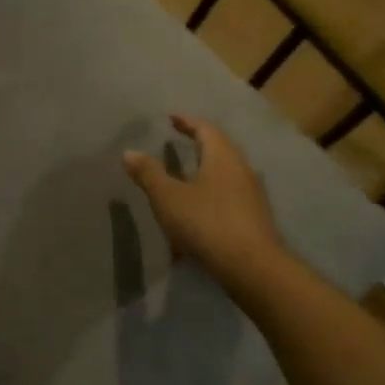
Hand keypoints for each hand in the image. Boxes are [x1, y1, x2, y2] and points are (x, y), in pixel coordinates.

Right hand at [124, 113, 283, 282]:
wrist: (250, 267)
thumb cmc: (206, 223)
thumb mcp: (168, 197)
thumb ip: (149, 174)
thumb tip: (130, 152)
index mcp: (222, 157)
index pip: (206, 129)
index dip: (187, 122)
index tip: (172, 118)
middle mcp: (242, 170)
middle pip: (220, 149)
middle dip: (199, 144)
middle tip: (180, 142)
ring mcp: (251, 195)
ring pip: (226, 173)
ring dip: (205, 170)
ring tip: (186, 175)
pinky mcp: (254, 217)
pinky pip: (229, 195)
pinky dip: (211, 193)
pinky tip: (198, 209)